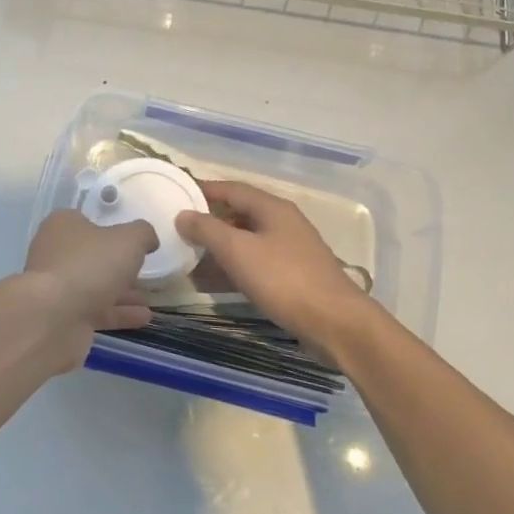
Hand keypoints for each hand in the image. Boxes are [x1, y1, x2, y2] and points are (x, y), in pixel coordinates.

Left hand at [21, 210, 156, 371]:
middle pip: (91, 256)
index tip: (132, 241)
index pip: (87, 221)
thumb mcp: (128, 240)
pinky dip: (118, 313)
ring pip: (93, 285)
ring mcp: (56, 287)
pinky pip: (94, 310)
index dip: (110, 229)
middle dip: (117, 265)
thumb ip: (142, 234)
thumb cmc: (90, 265)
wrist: (54, 317)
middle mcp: (54, 253)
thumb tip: (148, 238)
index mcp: (62, 226)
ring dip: (121, 292)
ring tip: (149, 298)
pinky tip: (143, 318)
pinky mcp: (61, 316)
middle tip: (143, 271)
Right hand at [175, 180, 382, 357]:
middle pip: (239, 214)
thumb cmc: (284, 279)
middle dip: (208, 222)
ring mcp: (290, 251)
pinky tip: (211, 283)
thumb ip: (207, 229)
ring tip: (187, 258)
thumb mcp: (238, 251)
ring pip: (246, 242)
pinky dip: (232, 268)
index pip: (232, 189)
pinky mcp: (293, 277)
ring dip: (218, 249)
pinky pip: (255, 264)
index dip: (204, 189)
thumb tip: (183, 214)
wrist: (335, 323)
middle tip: (177, 229)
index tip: (177, 193)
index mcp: (273, 208)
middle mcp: (283, 223)